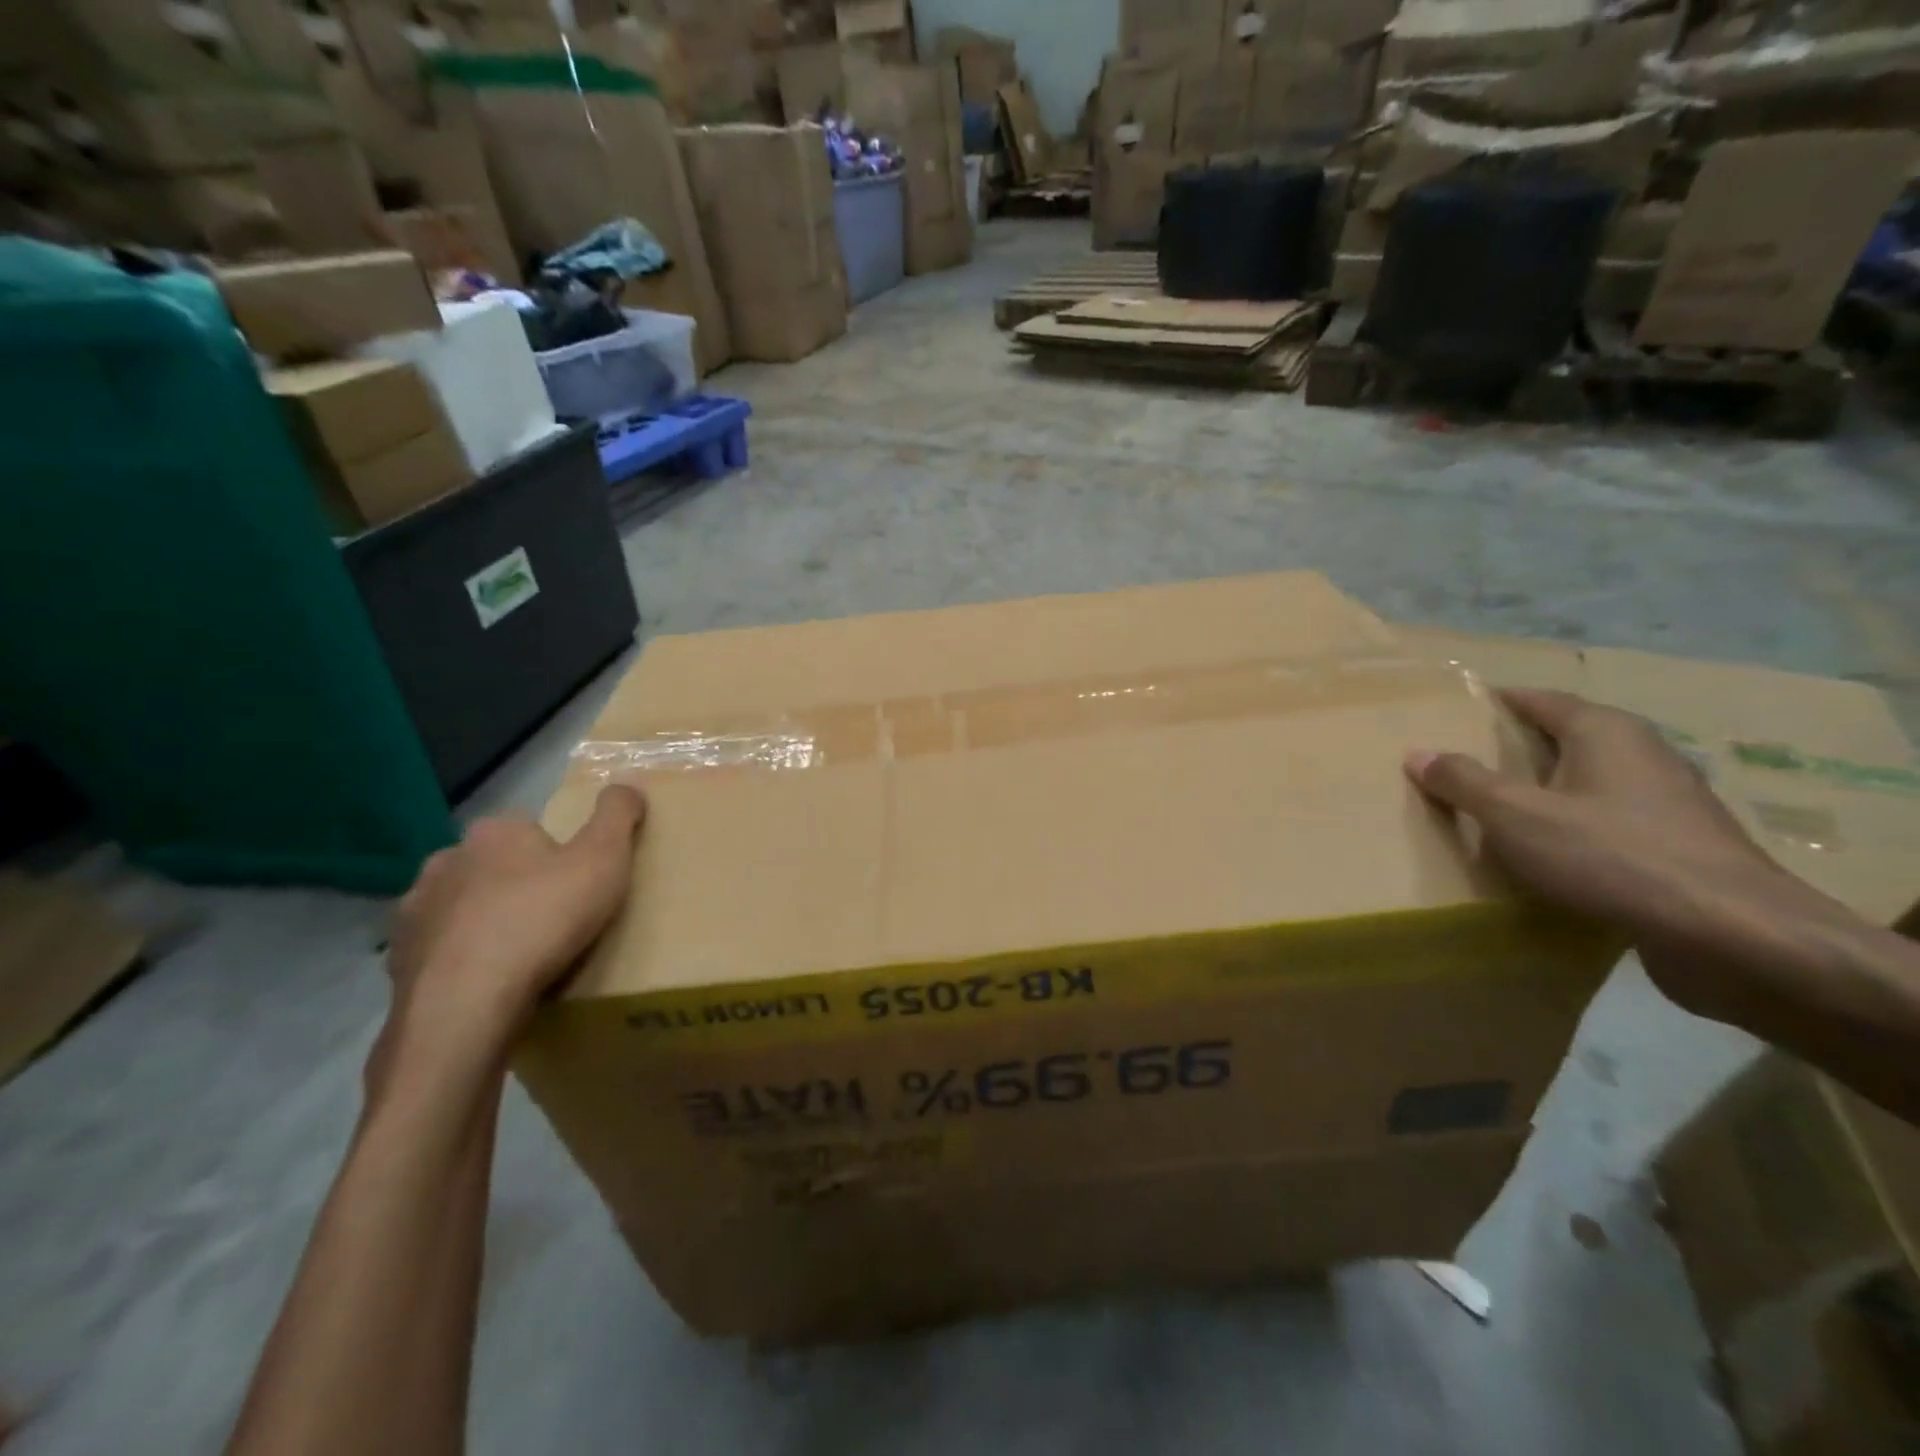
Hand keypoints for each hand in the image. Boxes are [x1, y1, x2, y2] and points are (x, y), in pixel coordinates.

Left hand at [381, 784, 647, 1053]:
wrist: (466, 1004)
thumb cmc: (542, 919)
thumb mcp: (604, 858)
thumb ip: (618, 815)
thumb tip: (627, 785)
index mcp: (494, 832)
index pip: (528, 828)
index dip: (555, 853)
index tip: (576, 882)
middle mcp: (446, 860)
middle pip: (491, 865)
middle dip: (514, 884)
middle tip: (551, 918)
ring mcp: (414, 911)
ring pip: (459, 907)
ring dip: (482, 921)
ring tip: (518, 955)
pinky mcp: (398, 960)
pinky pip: (438, 951)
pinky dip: (459, 960)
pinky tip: (486, 982)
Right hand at [1404, 689, 1837, 1023]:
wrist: (1732, 935)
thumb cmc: (1612, 855)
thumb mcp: (1515, 816)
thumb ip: (1463, 782)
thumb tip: (1418, 753)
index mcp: (1606, 732)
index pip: (1541, 700)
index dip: (1498, 702)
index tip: (1457, 709)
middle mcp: (1643, 755)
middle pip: (1566, 740)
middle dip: (1516, 750)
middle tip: (1461, 763)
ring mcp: (1668, 804)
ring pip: (1588, 785)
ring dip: (1545, 794)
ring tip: (1493, 812)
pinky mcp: (1679, 849)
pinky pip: (1608, 825)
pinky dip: (1572, 830)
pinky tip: (1544, 857)